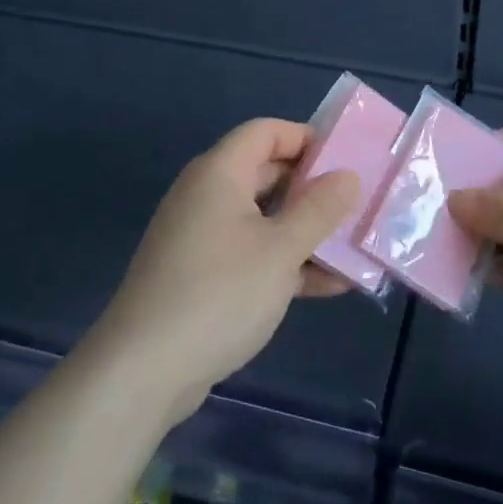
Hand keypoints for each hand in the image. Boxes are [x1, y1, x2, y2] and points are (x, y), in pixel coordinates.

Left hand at [83, 119, 359, 426]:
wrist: (143, 372)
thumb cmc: (219, 294)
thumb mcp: (281, 249)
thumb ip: (320, 209)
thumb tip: (348, 175)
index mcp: (220, 173)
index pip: (266, 131)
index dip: (307, 138)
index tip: (347, 160)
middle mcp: (207, 196)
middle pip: (268, 173)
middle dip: (314, 189)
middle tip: (359, 204)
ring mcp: (203, 237)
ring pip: (264, 219)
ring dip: (307, 231)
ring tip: (354, 247)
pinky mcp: (202, 276)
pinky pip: (252, 253)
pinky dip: (286, 262)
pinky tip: (329, 286)